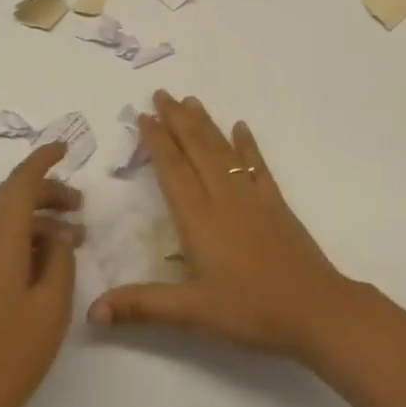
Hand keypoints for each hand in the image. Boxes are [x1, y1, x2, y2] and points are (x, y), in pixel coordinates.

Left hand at [0, 143, 82, 406]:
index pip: (21, 181)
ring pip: (3, 220)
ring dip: (37, 219)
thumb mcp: (51, 305)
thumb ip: (60, 259)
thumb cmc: (8, 355)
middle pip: (11, 198)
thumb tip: (58, 236)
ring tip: (73, 237)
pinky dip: (22, 238)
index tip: (66, 148)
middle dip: (47, 192)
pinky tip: (45, 263)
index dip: (44, 159)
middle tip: (81, 205)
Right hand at [88, 92, 357, 361]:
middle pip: (196, 148)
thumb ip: (142, 306)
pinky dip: (247, 144)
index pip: (172, 169)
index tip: (144, 116)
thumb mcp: (192, 313)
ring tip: (191, 100)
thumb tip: (92, 310)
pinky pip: (257, 164)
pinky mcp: (275, 202)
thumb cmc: (249, 310)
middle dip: (177, 119)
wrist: (313, 308)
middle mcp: (222, 196)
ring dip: (205, 123)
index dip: (156, 141)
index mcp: (198, 217)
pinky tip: (241, 127)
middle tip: (161, 93)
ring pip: (223, 149)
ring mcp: (252, 195)